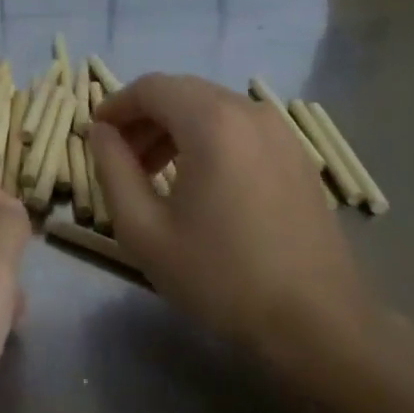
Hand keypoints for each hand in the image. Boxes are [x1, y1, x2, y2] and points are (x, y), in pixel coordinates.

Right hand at [89, 74, 375, 380]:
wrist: (317, 324)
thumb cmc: (220, 276)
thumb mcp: (144, 230)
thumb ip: (112, 170)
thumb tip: (100, 133)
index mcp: (212, 123)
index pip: (151, 87)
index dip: (116, 104)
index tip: (95, 134)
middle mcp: (249, 112)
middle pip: (182, 92)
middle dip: (143, 116)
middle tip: (121, 157)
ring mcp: (280, 132)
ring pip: (212, 107)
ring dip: (174, 127)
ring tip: (154, 172)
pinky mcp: (297, 156)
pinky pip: (240, 127)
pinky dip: (208, 137)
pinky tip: (199, 180)